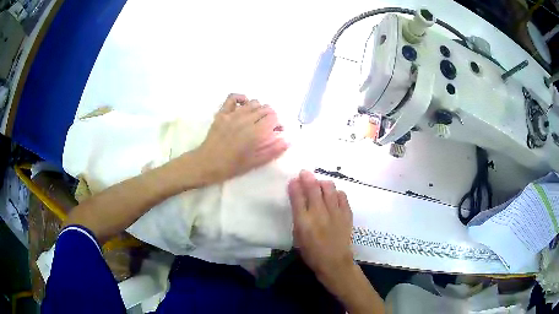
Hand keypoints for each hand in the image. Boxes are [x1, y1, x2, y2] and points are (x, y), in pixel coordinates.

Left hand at [193, 93, 288, 184]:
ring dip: (259, 109)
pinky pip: (233, 98)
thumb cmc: (232, 166)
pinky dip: (242, 98)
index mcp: (255, 133)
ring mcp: (233, 114)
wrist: (207, 163)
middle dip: (271, 116)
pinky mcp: (222, 113)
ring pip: (253, 102)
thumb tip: (288, 140)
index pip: (274, 118)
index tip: (276, 131)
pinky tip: (244, 105)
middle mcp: (246, 119)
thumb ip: (273, 150)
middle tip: (267, 127)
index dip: (278, 124)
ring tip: (257, 119)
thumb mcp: (255, 162)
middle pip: (265, 109)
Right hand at [288, 170, 353, 280]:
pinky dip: (336, 192)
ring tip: (320, 184)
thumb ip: (298, 216)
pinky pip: (342, 195)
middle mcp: (319, 213)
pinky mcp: (346, 214)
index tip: (294, 180)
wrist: (335, 262)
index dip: (295, 185)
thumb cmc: (312, 252)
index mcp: (303, 222)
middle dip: (307, 177)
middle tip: (305, 173)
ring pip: (329, 187)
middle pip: (313, 188)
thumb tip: (299, 199)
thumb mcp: (298, 236)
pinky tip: (333, 195)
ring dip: (322, 182)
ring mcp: (335, 212)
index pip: (297, 196)